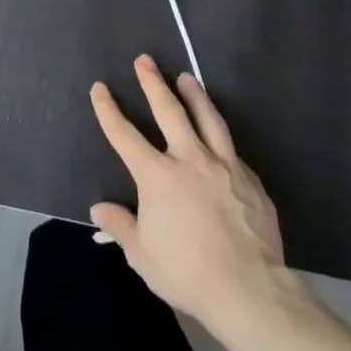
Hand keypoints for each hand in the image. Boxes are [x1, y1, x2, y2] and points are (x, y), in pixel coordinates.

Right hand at [89, 56, 305, 337]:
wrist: (249, 290)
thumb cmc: (187, 272)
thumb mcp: (142, 255)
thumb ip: (120, 226)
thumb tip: (100, 209)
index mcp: (157, 176)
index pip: (124, 134)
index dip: (108, 109)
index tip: (100, 88)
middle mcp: (189, 160)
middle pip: (169, 110)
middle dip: (153, 83)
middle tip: (145, 60)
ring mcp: (224, 166)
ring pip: (207, 119)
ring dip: (195, 94)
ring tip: (187, 77)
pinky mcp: (250, 181)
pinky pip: (231, 150)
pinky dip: (220, 136)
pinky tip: (219, 136)